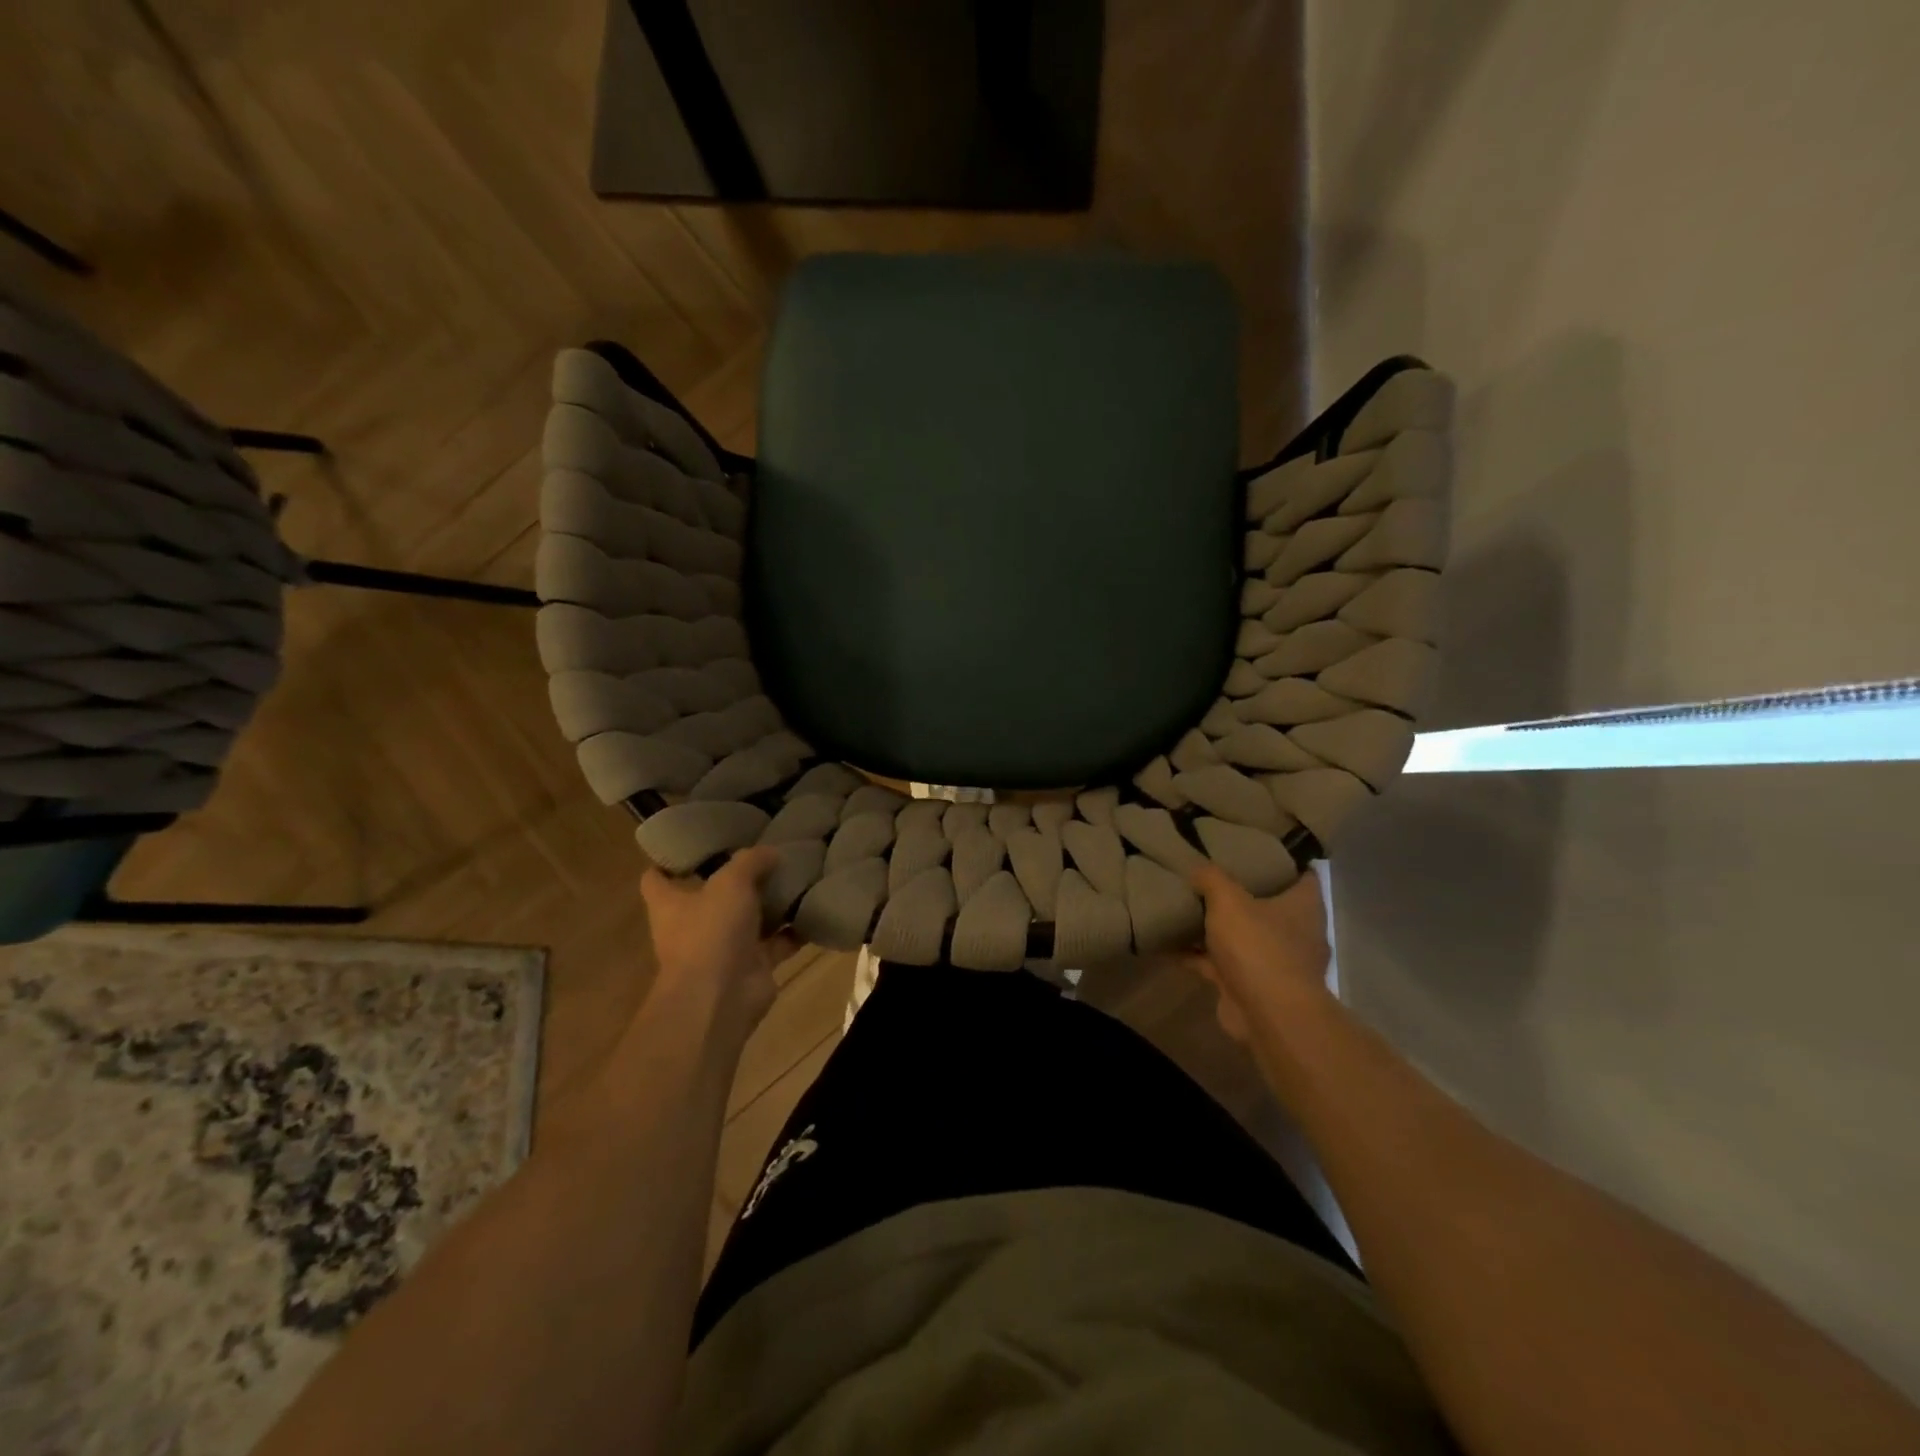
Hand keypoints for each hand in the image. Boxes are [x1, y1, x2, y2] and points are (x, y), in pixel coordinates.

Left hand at [640, 847, 797, 1035]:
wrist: (722, 998)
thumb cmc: (711, 932)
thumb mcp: (731, 882)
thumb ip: (751, 861)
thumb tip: (771, 852)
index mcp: (670, 904)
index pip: (656, 878)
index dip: (670, 860)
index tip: (694, 843)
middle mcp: (693, 926)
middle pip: (710, 897)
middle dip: (736, 879)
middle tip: (763, 854)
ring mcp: (723, 948)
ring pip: (748, 919)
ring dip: (770, 904)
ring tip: (797, 876)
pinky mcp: (752, 966)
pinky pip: (777, 943)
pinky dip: (794, 930)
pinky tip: (814, 909)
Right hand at [1185, 864, 1332, 1043]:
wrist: (1269, 1016)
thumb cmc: (1259, 947)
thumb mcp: (1228, 900)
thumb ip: (1211, 878)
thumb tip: (1197, 867)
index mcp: (1304, 906)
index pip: (1302, 874)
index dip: (1282, 860)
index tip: (1256, 848)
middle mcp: (1296, 933)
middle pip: (1270, 906)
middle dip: (1243, 894)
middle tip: (1212, 874)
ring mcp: (1276, 963)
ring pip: (1243, 937)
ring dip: (1217, 929)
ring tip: (1186, 906)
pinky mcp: (1252, 987)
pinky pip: (1220, 965)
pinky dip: (1198, 957)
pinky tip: (1169, 945)